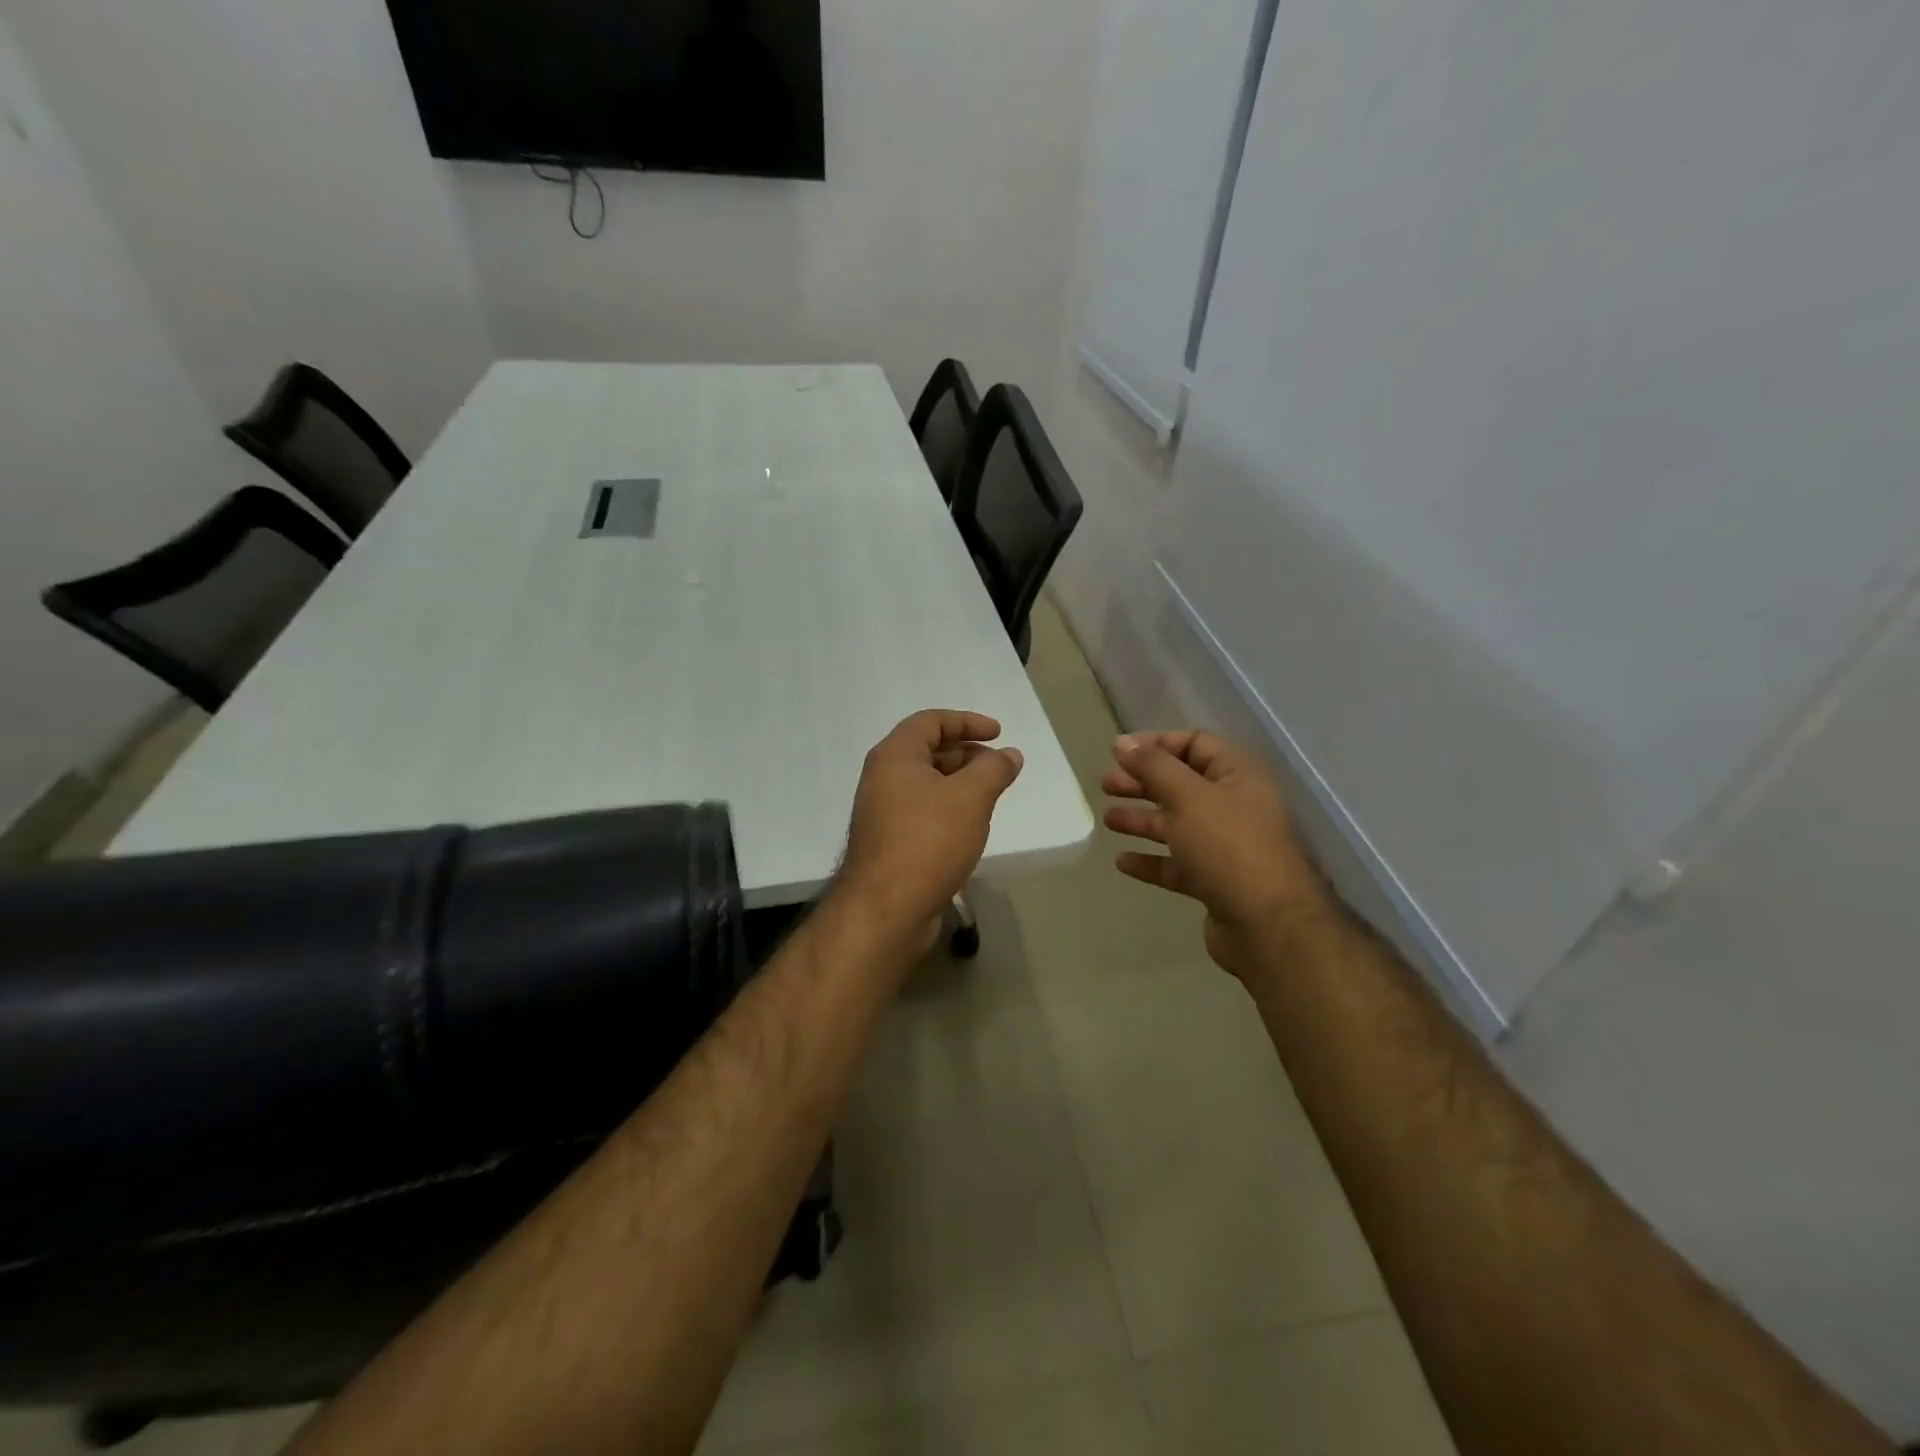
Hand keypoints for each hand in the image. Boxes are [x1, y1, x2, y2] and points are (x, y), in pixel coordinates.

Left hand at [837, 710, 1023, 949]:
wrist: (885, 910)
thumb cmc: (928, 841)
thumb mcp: (970, 798)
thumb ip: (993, 770)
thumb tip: (1009, 754)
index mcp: (894, 756)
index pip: (931, 721)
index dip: (967, 721)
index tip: (999, 734)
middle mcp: (882, 778)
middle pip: (927, 751)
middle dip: (967, 754)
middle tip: (999, 768)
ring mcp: (882, 812)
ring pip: (926, 784)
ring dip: (960, 784)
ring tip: (991, 797)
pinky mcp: (889, 842)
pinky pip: (922, 812)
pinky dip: (948, 809)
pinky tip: (970, 827)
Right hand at [1102, 731, 1328, 977]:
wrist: (1266, 925)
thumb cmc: (1227, 847)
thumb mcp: (1187, 796)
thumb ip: (1153, 766)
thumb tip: (1123, 742)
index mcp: (1237, 775)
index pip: (1195, 744)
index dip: (1156, 744)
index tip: (1119, 753)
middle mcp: (1234, 806)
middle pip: (1181, 784)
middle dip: (1142, 782)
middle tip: (1106, 785)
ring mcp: (1226, 846)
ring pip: (1176, 824)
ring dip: (1142, 820)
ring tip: (1108, 820)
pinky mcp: (1215, 881)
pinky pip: (1177, 863)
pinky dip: (1151, 860)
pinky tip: (1123, 861)